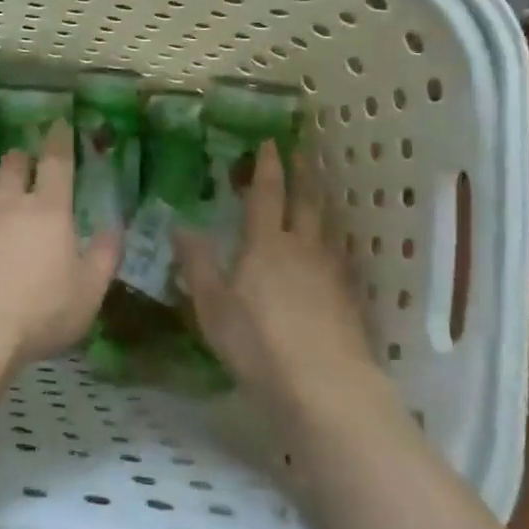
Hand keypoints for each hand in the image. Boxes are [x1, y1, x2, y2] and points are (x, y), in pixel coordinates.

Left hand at [0, 121, 120, 369]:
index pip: (57, 162)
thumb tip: (115, 226)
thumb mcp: (88, 292)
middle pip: (12, 164)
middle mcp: (9, 203)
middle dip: (20, 158)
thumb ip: (104, 256)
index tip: (59, 123)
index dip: (59, 140)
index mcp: (48, 210)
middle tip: (24, 162)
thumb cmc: (39, 312)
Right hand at [174, 140, 377, 406]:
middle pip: (306, 202)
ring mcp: (331, 273)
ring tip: (318, 192)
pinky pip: (339, 256)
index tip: (271, 141)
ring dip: (321, 203)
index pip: (267, 194)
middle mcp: (302, 248)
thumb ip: (197, 264)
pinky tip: (331, 252)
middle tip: (301, 153)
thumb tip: (179, 225)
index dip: (268, 166)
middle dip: (302, 174)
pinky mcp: (349, 299)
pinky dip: (332, 242)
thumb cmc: (258, 343)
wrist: (326, 387)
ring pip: (327, 227)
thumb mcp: (212, 306)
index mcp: (266, 244)